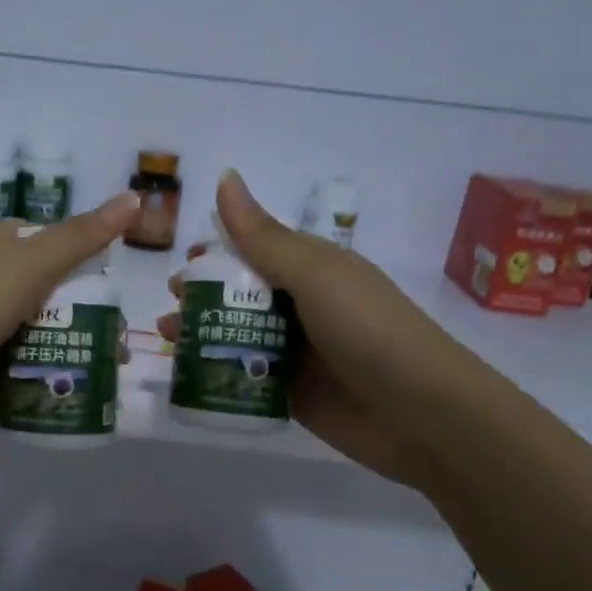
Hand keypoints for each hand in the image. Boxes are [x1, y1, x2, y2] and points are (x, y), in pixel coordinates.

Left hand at [0, 193, 140, 461]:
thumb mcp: (23, 268)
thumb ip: (79, 239)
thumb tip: (134, 197)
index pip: (59, 243)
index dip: (96, 259)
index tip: (128, 285)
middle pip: (59, 296)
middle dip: (95, 315)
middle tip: (126, 341)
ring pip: (49, 338)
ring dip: (81, 352)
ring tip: (116, 371)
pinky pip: (33, 376)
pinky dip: (58, 383)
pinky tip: (89, 395)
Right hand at [157, 171, 485, 487]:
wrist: (423, 415)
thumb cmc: (369, 330)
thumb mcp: (314, 275)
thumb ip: (263, 236)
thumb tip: (224, 175)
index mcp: (312, 268)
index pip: (254, 249)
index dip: (216, 254)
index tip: (182, 266)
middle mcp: (303, 305)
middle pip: (242, 295)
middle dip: (202, 298)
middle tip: (169, 309)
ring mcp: (298, 352)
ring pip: (240, 335)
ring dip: (203, 334)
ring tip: (169, 340)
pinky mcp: (293, 393)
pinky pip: (248, 376)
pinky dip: (219, 372)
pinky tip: (188, 376)